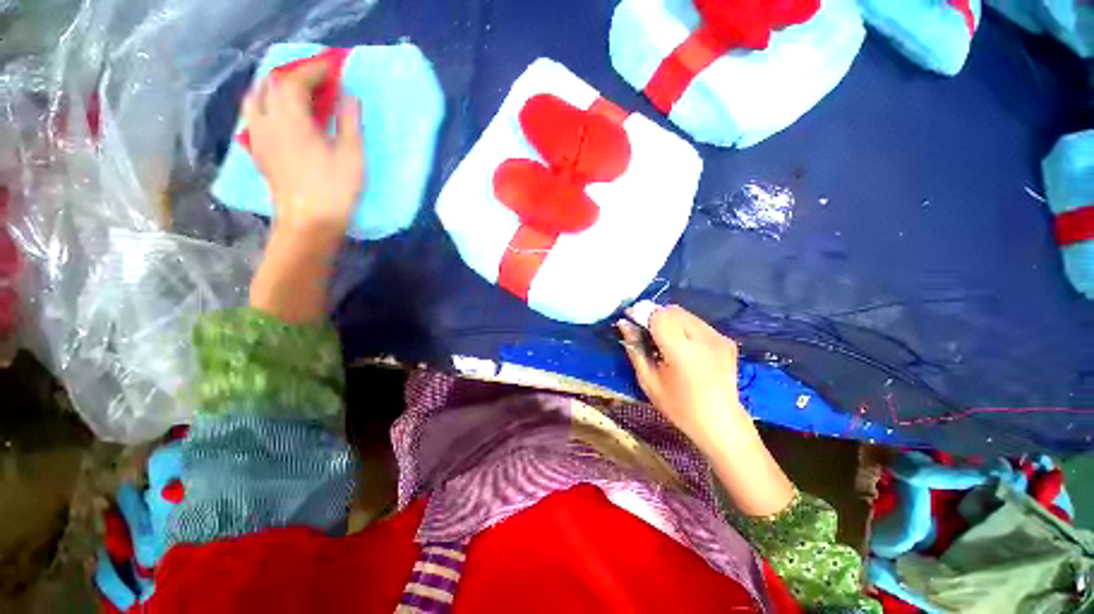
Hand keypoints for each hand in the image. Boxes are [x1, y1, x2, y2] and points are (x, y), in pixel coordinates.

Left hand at [242, 60, 364, 239]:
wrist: (309, 221)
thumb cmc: (334, 189)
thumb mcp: (351, 155)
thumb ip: (349, 122)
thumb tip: (350, 97)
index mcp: (290, 119)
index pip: (295, 80)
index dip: (315, 70)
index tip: (334, 68)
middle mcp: (267, 121)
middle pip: (272, 85)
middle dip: (295, 75)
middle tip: (317, 80)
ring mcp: (258, 137)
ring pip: (256, 98)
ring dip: (275, 88)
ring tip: (295, 93)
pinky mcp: (258, 151)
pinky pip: (254, 116)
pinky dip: (267, 105)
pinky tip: (281, 116)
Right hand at [618, 305, 745, 452]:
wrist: (720, 423)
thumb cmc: (679, 407)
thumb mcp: (648, 381)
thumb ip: (635, 349)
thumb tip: (624, 324)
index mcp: (682, 352)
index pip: (658, 315)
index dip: (642, 313)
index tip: (631, 319)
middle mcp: (703, 339)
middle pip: (672, 310)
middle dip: (654, 315)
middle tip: (645, 332)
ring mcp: (718, 338)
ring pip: (685, 314)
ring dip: (669, 320)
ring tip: (663, 339)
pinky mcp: (726, 340)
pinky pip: (697, 323)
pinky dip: (684, 326)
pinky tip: (682, 346)